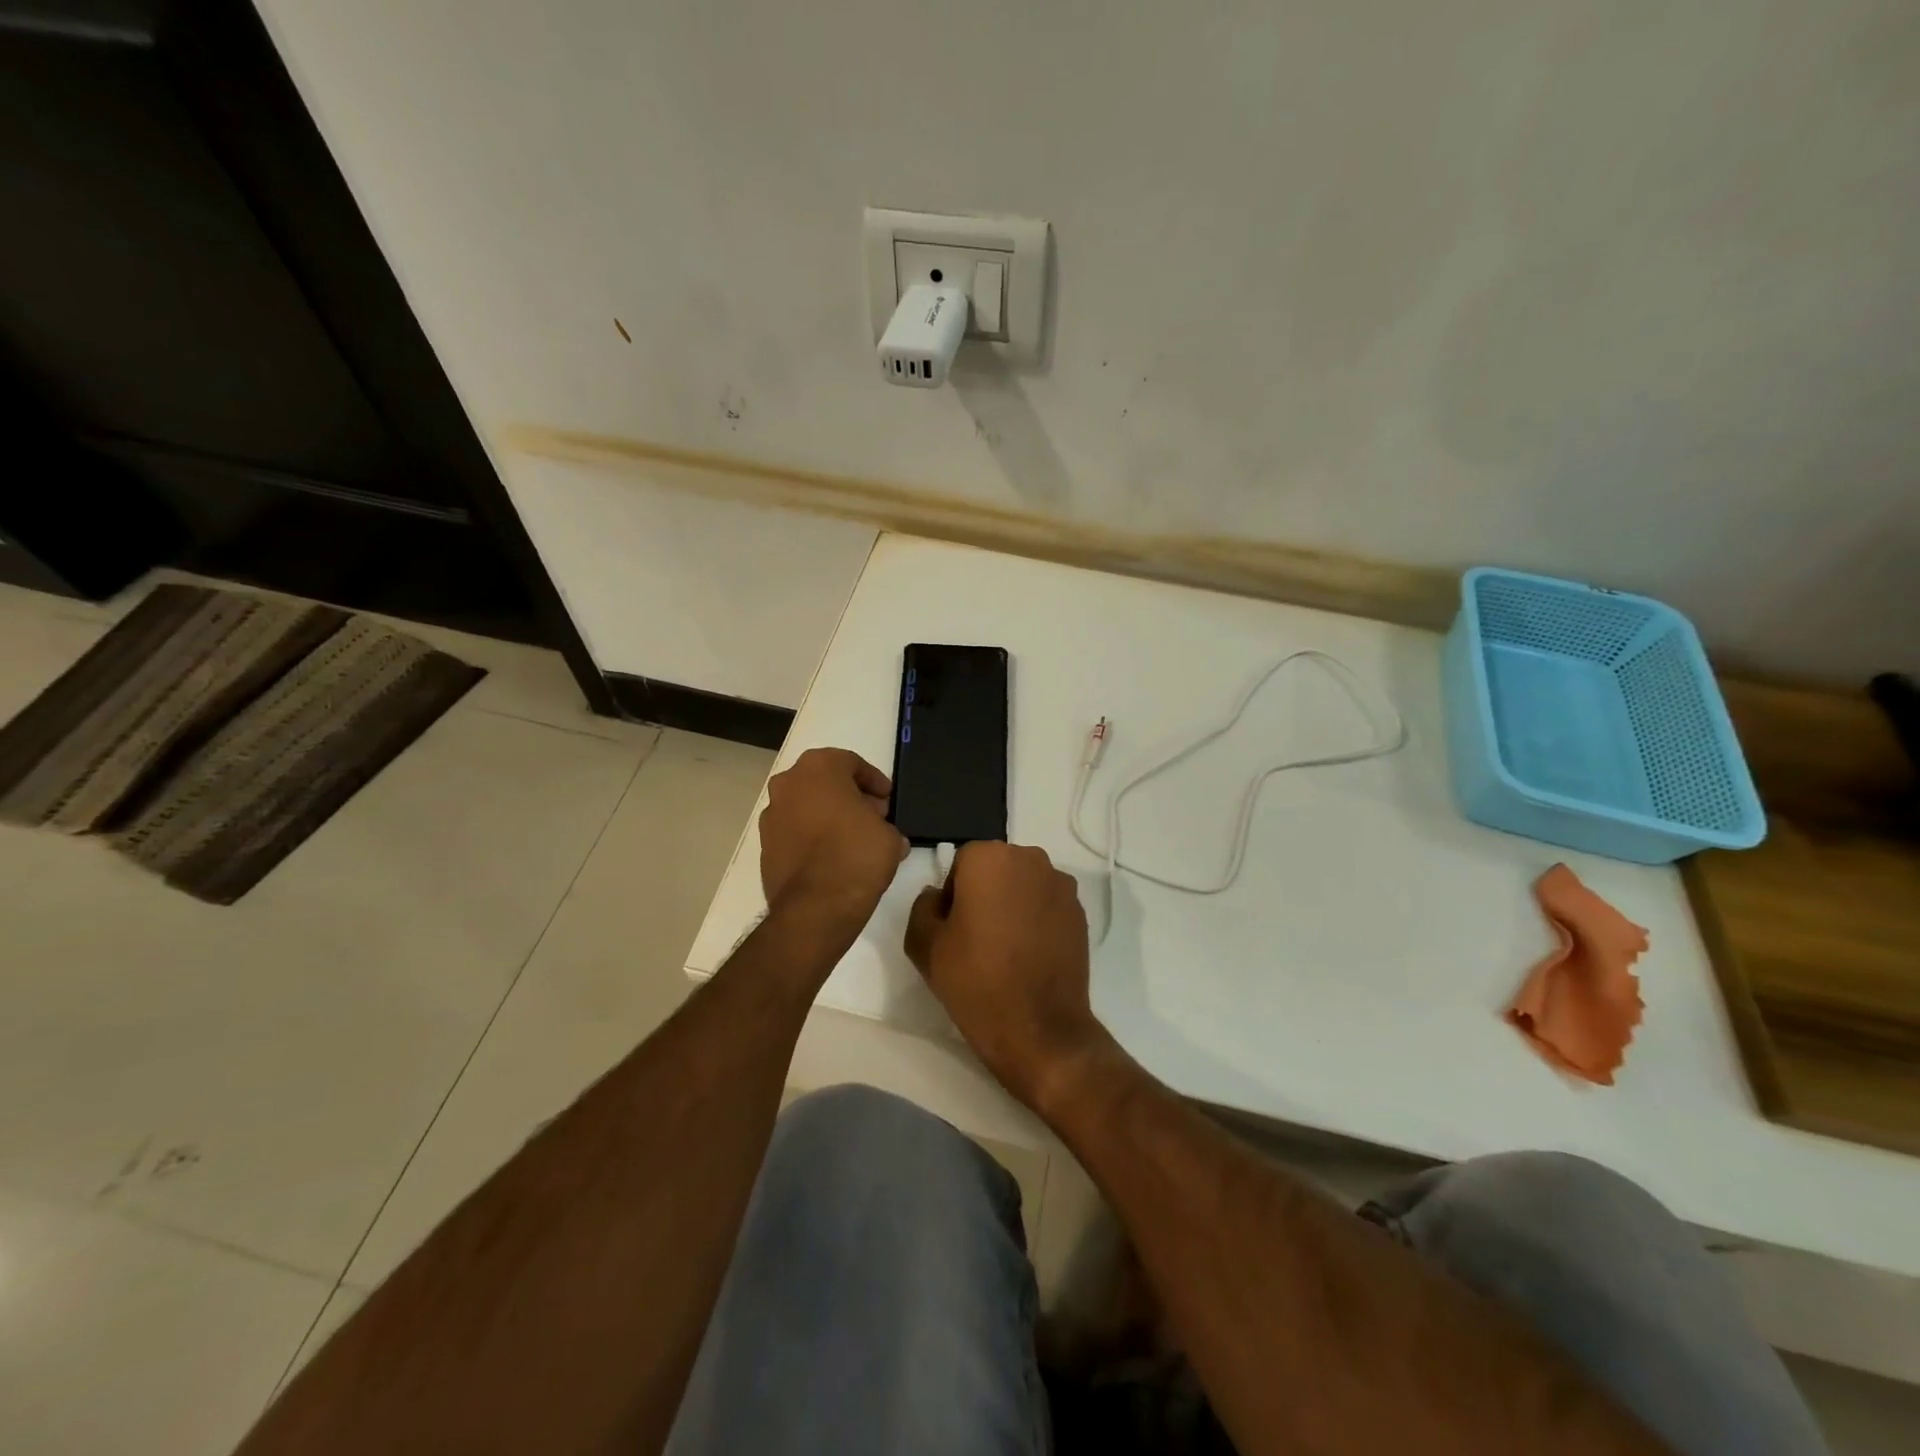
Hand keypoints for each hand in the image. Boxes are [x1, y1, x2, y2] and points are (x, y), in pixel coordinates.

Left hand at [758, 748, 907, 933]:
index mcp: (819, 768)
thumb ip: (885, 825)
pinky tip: (833, 857)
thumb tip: (882, 834)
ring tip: (854, 839)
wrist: (816, 907)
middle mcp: (788, 783)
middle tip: (873, 816)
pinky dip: (812, 837)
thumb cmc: (856, 855)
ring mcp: (771, 815)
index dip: (874, 782)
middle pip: (825, 781)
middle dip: (850, 796)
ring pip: (806, 805)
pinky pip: (794, 831)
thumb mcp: (890, 835)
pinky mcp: (764, 845)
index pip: (851, 763)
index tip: (888, 800)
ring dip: (828, 816)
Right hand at [905, 841, 1111, 1111]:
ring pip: (1024, 886)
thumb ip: (923, 906)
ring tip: (1006, 948)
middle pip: (996, 868)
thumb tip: (938, 895)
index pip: (961, 863)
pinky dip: (1037, 920)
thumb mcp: (924, 944)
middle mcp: (1030, 859)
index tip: (953, 929)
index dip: (953, 895)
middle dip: (985, 894)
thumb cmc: (975, 980)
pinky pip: (1047, 905)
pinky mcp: (1080, 913)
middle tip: (976, 938)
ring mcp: (1061, 885)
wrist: (1038, 1028)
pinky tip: (1030, 956)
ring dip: (1013, 905)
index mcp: (989, 857)